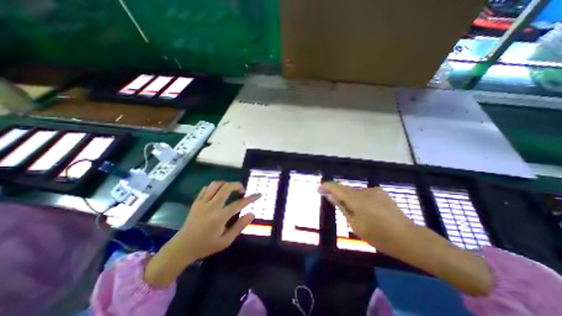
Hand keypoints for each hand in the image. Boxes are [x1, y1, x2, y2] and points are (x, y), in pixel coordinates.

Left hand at [177, 181, 262, 259]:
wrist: (182, 248)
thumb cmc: (206, 246)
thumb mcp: (225, 241)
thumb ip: (239, 226)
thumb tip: (252, 214)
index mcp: (220, 217)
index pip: (239, 203)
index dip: (251, 198)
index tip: (258, 194)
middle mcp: (212, 206)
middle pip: (227, 187)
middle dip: (237, 185)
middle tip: (242, 191)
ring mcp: (202, 203)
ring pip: (216, 185)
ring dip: (226, 184)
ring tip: (230, 190)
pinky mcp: (196, 202)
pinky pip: (206, 188)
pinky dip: (214, 187)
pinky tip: (217, 193)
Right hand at [321, 183, 492, 295]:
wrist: (410, 238)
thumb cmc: (379, 235)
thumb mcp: (355, 224)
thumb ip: (342, 207)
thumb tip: (330, 196)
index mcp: (356, 199)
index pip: (336, 187)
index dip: (326, 186)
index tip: (318, 190)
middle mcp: (364, 191)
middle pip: (345, 189)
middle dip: (336, 194)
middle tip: (331, 201)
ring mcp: (374, 191)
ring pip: (355, 192)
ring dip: (349, 198)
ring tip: (351, 211)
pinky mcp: (382, 193)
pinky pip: (364, 194)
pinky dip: (359, 199)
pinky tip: (364, 209)